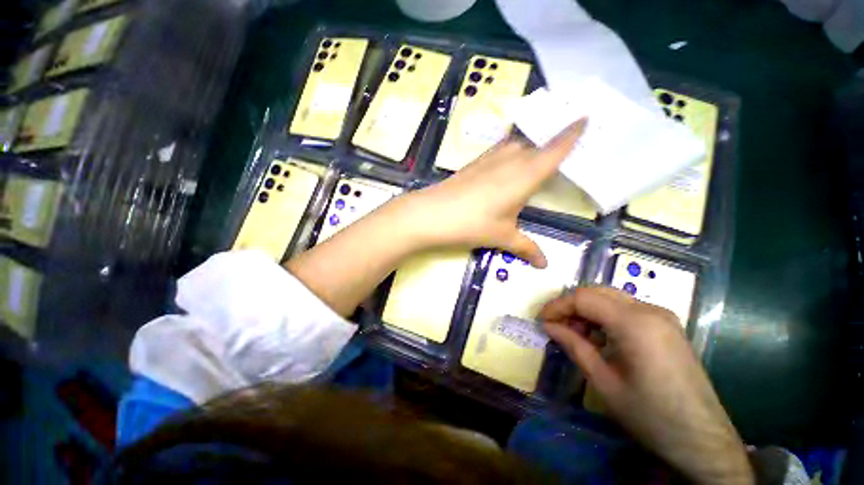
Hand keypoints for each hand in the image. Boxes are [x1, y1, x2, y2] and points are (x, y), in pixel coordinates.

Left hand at [399, 118, 586, 267]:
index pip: (555, 149)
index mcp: (525, 175)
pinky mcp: (474, 163)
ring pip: (516, 143)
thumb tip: (544, 265)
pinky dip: (509, 150)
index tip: (586, 116)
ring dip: (529, 144)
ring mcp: (489, 159)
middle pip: (536, 143)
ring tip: (536, 153)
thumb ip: (526, 248)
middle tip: (564, 144)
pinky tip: (506, 162)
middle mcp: (510, 160)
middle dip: (552, 141)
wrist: (431, 214)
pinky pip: (499, 150)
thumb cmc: (472, 224)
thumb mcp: (502, 237)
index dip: (572, 133)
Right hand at [540, 287, 752, 484]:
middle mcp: (650, 310)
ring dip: (587, 310)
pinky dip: (604, 316)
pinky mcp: (666, 325)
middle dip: (571, 305)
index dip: (558, 305)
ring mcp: (662, 316)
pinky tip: (599, 338)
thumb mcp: (603, 381)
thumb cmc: (650, 415)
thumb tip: (548, 325)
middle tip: (556, 326)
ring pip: (610, 297)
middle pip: (597, 291)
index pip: (584, 297)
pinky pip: (626, 309)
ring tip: (576, 334)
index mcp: (635, 323)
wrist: (703, 441)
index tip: (542, 320)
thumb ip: (573, 345)